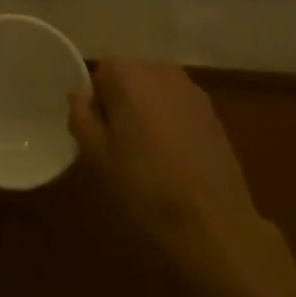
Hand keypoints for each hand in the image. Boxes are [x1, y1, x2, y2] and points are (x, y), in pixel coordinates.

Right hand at [70, 60, 295, 296]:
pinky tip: (176, 161)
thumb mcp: (97, 159)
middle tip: (120, 149)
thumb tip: (81, 95)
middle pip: (130, 78)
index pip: (101, 74)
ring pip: (156, 93)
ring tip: (150, 157)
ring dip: (148, 113)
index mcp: (128, 74)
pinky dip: (172, 124)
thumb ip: (82, 117)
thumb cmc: (146, 190)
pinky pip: (179, 108)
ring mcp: (191, 90)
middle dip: (123, 105)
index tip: (100, 138)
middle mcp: (160, 69)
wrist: (215, 226)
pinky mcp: (213, 113)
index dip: (97, 104)